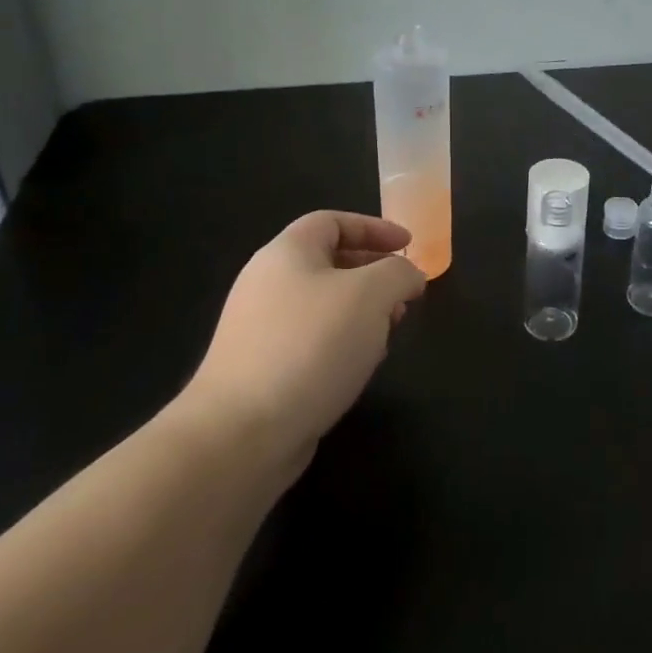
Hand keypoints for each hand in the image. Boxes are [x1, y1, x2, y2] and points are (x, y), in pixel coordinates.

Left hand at [175, 212, 426, 476]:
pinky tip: (360, 365)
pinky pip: (311, 339)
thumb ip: (398, 274)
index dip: (375, 227)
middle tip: (405, 294)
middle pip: (329, 262)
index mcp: (287, 253)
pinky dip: (342, 341)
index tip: (409, 246)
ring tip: (389, 331)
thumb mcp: (371, 295)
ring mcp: (260, 327)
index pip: (332, 221)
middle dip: (374, 273)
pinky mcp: (262, 368)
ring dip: (362, 311)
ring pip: (323, 304)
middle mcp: (267, 282)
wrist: (242, 431)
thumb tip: (409, 276)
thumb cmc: (311, 346)